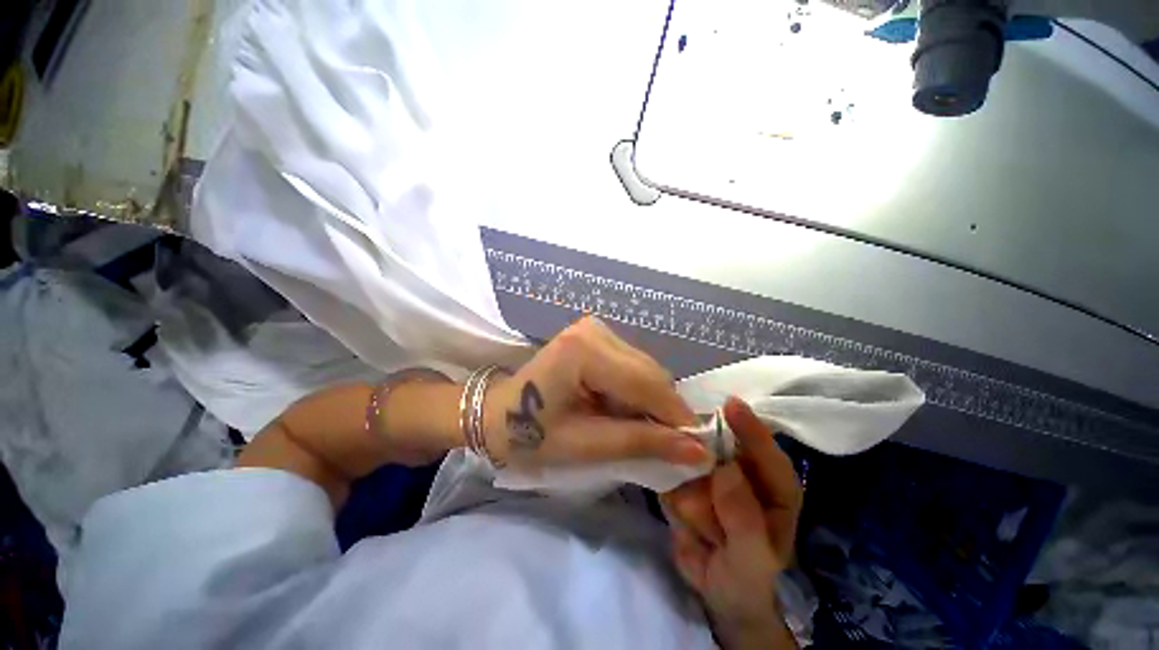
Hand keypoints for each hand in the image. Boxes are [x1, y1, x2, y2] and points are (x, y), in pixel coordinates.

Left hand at [482, 317, 708, 468]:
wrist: (498, 414)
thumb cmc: (531, 434)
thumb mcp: (586, 445)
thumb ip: (642, 443)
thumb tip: (699, 452)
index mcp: (585, 350)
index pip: (647, 383)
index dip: (676, 418)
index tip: (697, 451)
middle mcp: (595, 330)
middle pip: (650, 373)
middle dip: (664, 412)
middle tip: (667, 448)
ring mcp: (596, 329)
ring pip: (646, 370)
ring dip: (651, 403)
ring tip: (638, 431)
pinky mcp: (597, 336)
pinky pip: (634, 366)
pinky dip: (637, 392)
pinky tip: (623, 410)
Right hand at [662, 398, 803, 645]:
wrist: (716, 593)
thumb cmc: (748, 578)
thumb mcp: (752, 561)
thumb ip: (744, 519)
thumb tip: (725, 469)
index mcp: (774, 484)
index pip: (765, 449)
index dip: (749, 427)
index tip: (730, 404)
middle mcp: (741, 469)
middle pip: (718, 444)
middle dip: (704, 457)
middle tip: (701, 490)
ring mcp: (709, 472)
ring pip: (688, 461)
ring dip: (689, 495)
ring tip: (705, 533)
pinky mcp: (684, 479)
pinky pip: (669, 474)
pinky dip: (672, 495)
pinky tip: (683, 521)